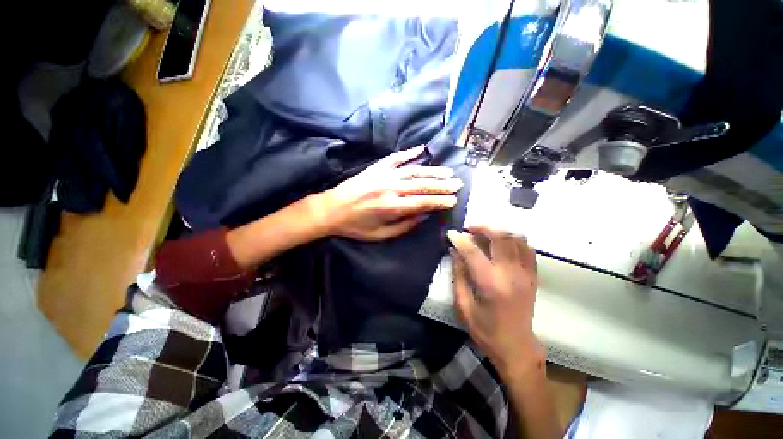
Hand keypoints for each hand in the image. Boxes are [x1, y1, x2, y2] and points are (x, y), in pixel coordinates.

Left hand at [316, 146, 462, 240]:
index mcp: (392, 207)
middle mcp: (391, 188)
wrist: (331, 209)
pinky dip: (409, 153)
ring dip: (432, 171)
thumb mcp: (380, 234)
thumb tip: (423, 216)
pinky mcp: (376, 168)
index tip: (453, 200)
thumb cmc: (356, 226)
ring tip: (447, 171)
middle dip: (442, 185)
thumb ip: (404, 226)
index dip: (440, 202)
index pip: (423, 203)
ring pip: (414, 170)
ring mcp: (384, 175)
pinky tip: (421, 149)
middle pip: (422, 185)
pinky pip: (395, 158)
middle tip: (457, 184)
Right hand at [447, 227, 544, 377]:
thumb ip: (458, 275)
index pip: (473, 251)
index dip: (460, 239)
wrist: (516, 347)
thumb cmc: (485, 330)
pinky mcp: (533, 276)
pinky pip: (528, 248)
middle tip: (469, 229)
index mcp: (490, 283)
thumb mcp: (463, 305)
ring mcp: (525, 274)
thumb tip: (454, 251)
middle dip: (482, 228)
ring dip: (499, 232)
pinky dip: (514, 240)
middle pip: (500, 237)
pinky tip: (503, 245)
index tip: (451, 233)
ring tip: (485, 235)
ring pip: (516, 238)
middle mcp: (510, 274)